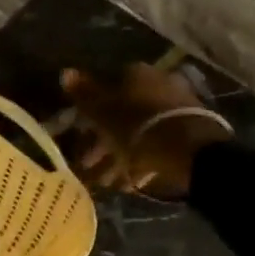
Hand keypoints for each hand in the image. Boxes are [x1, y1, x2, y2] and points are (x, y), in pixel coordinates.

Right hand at [61, 64, 231, 198]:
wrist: (190, 151)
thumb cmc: (138, 127)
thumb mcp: (104, 112)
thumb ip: (84, 94)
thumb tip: (65, 71)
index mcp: (137, 74)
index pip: (107, 88)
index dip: (90, 114)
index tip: (78, 135)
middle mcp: (158, 85)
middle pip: (123, 113)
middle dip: (102, 142)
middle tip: (87, 165)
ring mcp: (175, 109)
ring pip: (138, 133)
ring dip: (118, 157)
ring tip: (105, 182)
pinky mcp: (187, 134)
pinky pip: (155, 147)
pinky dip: (139, 163)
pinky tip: (128, 183)